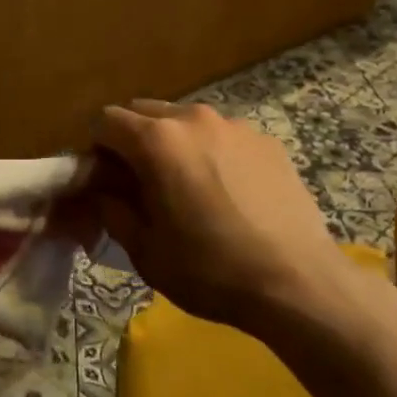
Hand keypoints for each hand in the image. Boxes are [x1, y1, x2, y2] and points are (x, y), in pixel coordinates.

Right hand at [79, 100, 335, 332]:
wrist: (298, 283)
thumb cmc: (211, 270)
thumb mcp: (145, 251)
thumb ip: (113, 210)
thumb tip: (103, 191)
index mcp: (156, 140)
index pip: (106, 120)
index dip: (97, 149)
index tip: (107, 180)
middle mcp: (193, 118)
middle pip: (144, 112)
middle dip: (133, 140)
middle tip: (143, 183)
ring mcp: (234, 125)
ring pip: (185, 120)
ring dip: (174, 143)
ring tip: (190, 187)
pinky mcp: (266, 140)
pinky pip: (223, 135)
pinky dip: (212, 152)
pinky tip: (230, 194)